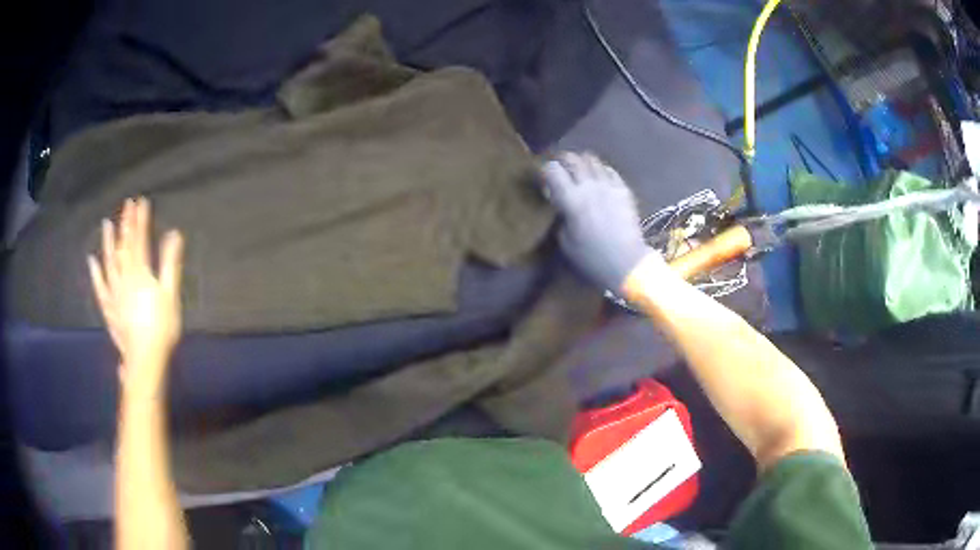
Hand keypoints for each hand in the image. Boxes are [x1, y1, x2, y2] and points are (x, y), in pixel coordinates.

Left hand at [88, 197, 183, 394]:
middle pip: (123, 247)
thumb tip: (173, 234)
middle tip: (126, 205)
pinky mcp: (109, 308)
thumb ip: (169, 263)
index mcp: (140, 273)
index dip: (140, 221)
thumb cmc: (161, 328)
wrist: (144, 358)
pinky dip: (96, 273)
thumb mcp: (170, 294)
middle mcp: (124, 278)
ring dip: (108, 242)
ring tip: (107, 224)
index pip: (140, 240)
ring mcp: (114, 293)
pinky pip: (100, 287)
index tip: (141, 202)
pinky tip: (92, 261)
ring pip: (109, 263)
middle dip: (125, 224)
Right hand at [540, 152, 659, 291]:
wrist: (628, 263)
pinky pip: (609, 170)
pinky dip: (599, 170)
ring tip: (579, 172)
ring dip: (581, 162)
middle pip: (572, 158)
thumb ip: (560, 219)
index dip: (544, 171)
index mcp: (572, 200)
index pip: (552, 170)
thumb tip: (560, 207)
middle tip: (559, 171)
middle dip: (562, 161)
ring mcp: (609, 186)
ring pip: (591, 159)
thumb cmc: (593, 258)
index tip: (543, 180)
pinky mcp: (623, 190)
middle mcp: (589, 186)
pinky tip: (598, 179)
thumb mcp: (566, 243)